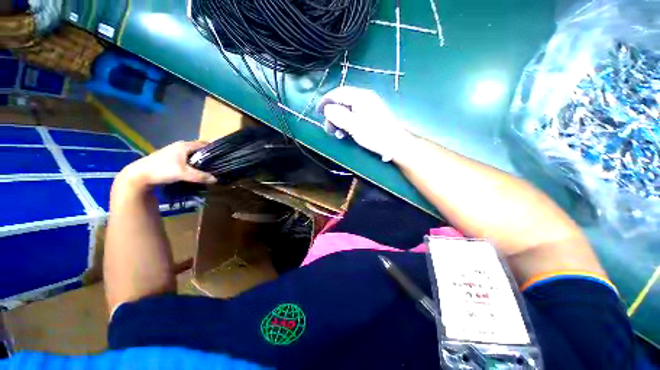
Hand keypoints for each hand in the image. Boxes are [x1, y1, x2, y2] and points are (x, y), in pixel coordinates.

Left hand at [119, 141, 216, 187]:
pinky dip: (193, 162)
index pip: (205, 144)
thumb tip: (216, 180)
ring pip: (192, 154)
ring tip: (209, 168)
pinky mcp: (170, 158)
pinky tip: (195, 170)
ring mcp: (174, 151)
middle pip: (199, 149)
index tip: (223, 156)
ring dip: (200, 159)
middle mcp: (180, 146)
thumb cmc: (162, 170)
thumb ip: (201, 176)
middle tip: (217, 164)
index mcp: (185, 145)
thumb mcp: (184, 174)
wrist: (138, 175)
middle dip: (208, 155)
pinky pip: (187, 158)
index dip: (214, 148)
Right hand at [317, 86, 410, 160]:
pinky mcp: (370, 115)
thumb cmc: (375, 135)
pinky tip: (345, 133)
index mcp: (361, 97)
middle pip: (341, 102)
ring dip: (339, 121)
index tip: (317, 112)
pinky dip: (346, 123)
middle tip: (329, 130)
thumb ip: (339, 116)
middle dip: (332, 115)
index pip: (338, 93)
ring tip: (337, 134)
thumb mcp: (355, 126)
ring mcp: (368, 106)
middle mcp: (364, 98)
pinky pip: (353, 116)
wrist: (395, 144)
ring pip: (346, 110)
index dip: (326, 101)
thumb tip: (327, 109)